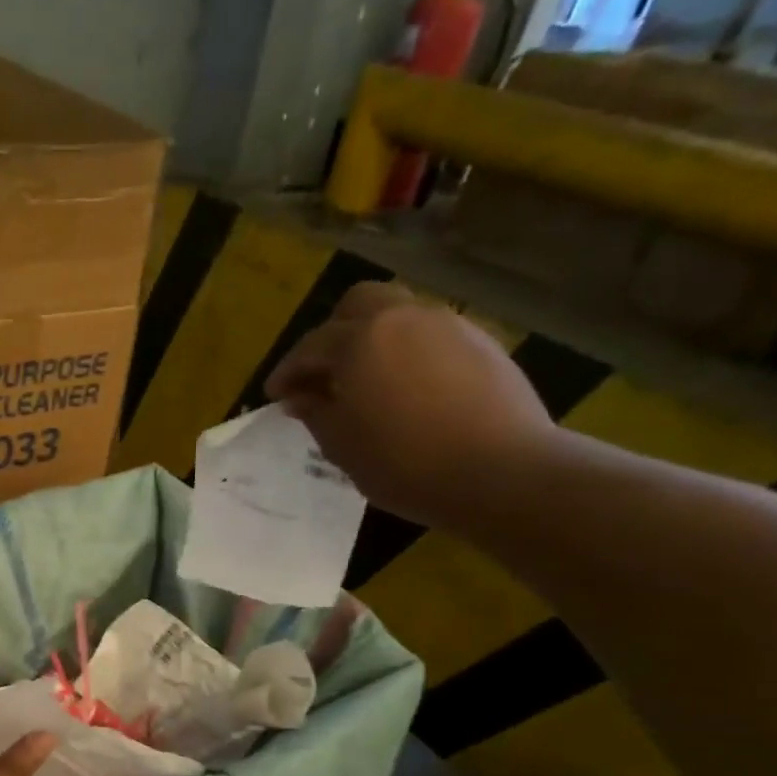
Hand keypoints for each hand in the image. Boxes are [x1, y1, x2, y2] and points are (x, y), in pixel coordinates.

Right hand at [264, 282, 556, 528]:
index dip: (288, 371)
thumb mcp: (342, 446)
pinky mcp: (482, 343)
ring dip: (374, 341)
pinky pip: (431, 337)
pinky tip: (409, 391)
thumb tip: (301, 396)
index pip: (311, 346)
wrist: (500, 471)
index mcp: (360, 340)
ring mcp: (449, 326)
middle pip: (358, 304)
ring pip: (399, 316)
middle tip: (324, 374)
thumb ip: (316, 413)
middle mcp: (404, 318)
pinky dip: (409, 354)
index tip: (276, 395)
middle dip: (333, 333)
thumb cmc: (404, 464)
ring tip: (368, 383)